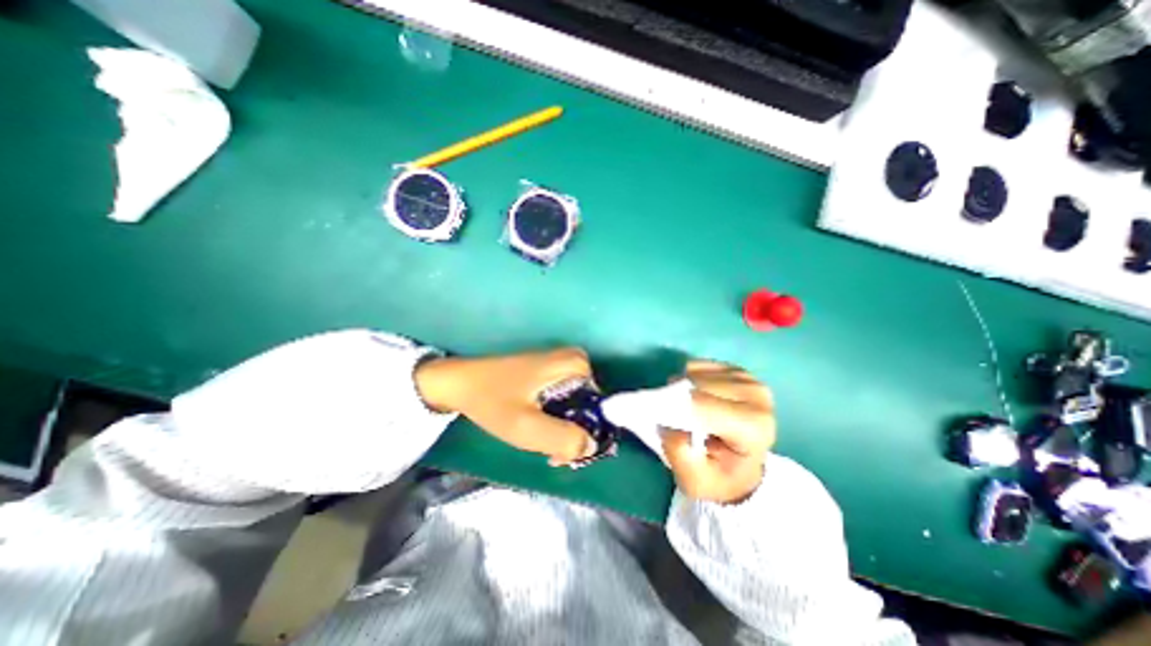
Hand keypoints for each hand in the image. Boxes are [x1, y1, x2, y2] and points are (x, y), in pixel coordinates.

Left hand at [414, 348, 591, 463]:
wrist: (459, 383)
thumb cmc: (493, 401)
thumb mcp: (527, 427)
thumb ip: (564, 439)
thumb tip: (592, 447)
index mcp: (575, 366)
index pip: (601, 406)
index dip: (588, 433)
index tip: (567, 453)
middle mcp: (573, 360)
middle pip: (588, 406)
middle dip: (574, 432)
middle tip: (551, 450)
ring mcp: (560, 364)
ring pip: (576, 405)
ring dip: (563, 427)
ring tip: (541, 441)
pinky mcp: (548, 371)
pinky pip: (564, 399)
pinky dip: (555, 416)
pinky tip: (536, 426)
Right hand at [661, 360, 777, 505]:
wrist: (740, 471)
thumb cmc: (718, 477)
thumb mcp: (694, 480)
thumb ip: (679, 454)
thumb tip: (668, 423)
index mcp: (753, 427)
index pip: (701, 404)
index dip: (676, 410)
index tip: (666, 423)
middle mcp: (757, 396)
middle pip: (697, 385)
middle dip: (679, 400)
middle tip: (675, 419)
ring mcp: (748, 379)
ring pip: (696, 373)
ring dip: (683, 390)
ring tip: (689, 412)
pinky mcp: (736, 370)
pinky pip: (699, 366)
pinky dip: (689, 380)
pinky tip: (697, 398)